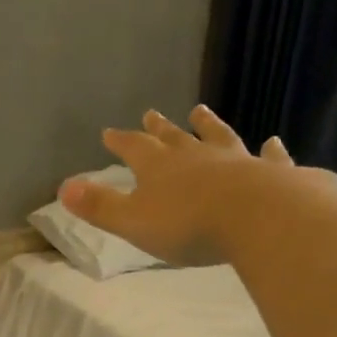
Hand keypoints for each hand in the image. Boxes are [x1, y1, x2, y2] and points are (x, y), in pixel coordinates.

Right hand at [60, 105, 297, 266]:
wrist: (258, 218)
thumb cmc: (188, 225)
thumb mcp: (132, 221)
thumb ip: (99, 206)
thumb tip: (63, 188)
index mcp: (160, 167)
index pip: (134, 148)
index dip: (120, 141)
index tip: (109, 132)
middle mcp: (196, 156)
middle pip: (174, 137)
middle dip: (159, 128)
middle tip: (151, 114)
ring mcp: (236, 161)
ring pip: (218, 138)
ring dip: (208, 125)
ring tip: (201, 111)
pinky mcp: (272, 174)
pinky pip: (269, 158)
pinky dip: (270, 151)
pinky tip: (273, 142)